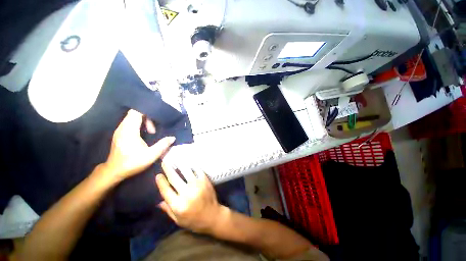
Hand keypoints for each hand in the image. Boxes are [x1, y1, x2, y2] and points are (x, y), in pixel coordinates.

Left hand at [104, 109, 175, 180]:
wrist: (114, 171)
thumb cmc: (132, 162)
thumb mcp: (151, 155)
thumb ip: (163, 145)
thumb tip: (173, 138)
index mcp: (129, 130)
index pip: (136, 112)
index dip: (148, 112)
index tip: (157, 119)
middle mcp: (122, 127)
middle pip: (135, 113)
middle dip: (147, 118)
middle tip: (154, 130)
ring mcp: (120, 130)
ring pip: (132, 118)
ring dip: (143, 121)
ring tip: (151, 132)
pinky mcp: (120, 133)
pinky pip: (130, 123)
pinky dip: (139, 124)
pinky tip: (144, 134)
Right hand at [156, 163, 222, 233]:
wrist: (213, 216)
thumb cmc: (194, 221)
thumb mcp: (178, 220)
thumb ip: (168, 210)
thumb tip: (158, 202)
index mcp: (178, 205)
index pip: (166, 190)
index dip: (161, 182)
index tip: (158, 175)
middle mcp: (187, 193)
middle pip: (174, 178)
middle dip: (168, 169)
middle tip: (164, 162)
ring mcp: (197, 185)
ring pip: (186, 171)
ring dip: (180, 164)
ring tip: (176, 159)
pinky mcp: (205, 181)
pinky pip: (197, 170)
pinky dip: (192, 166)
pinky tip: (189, 162)